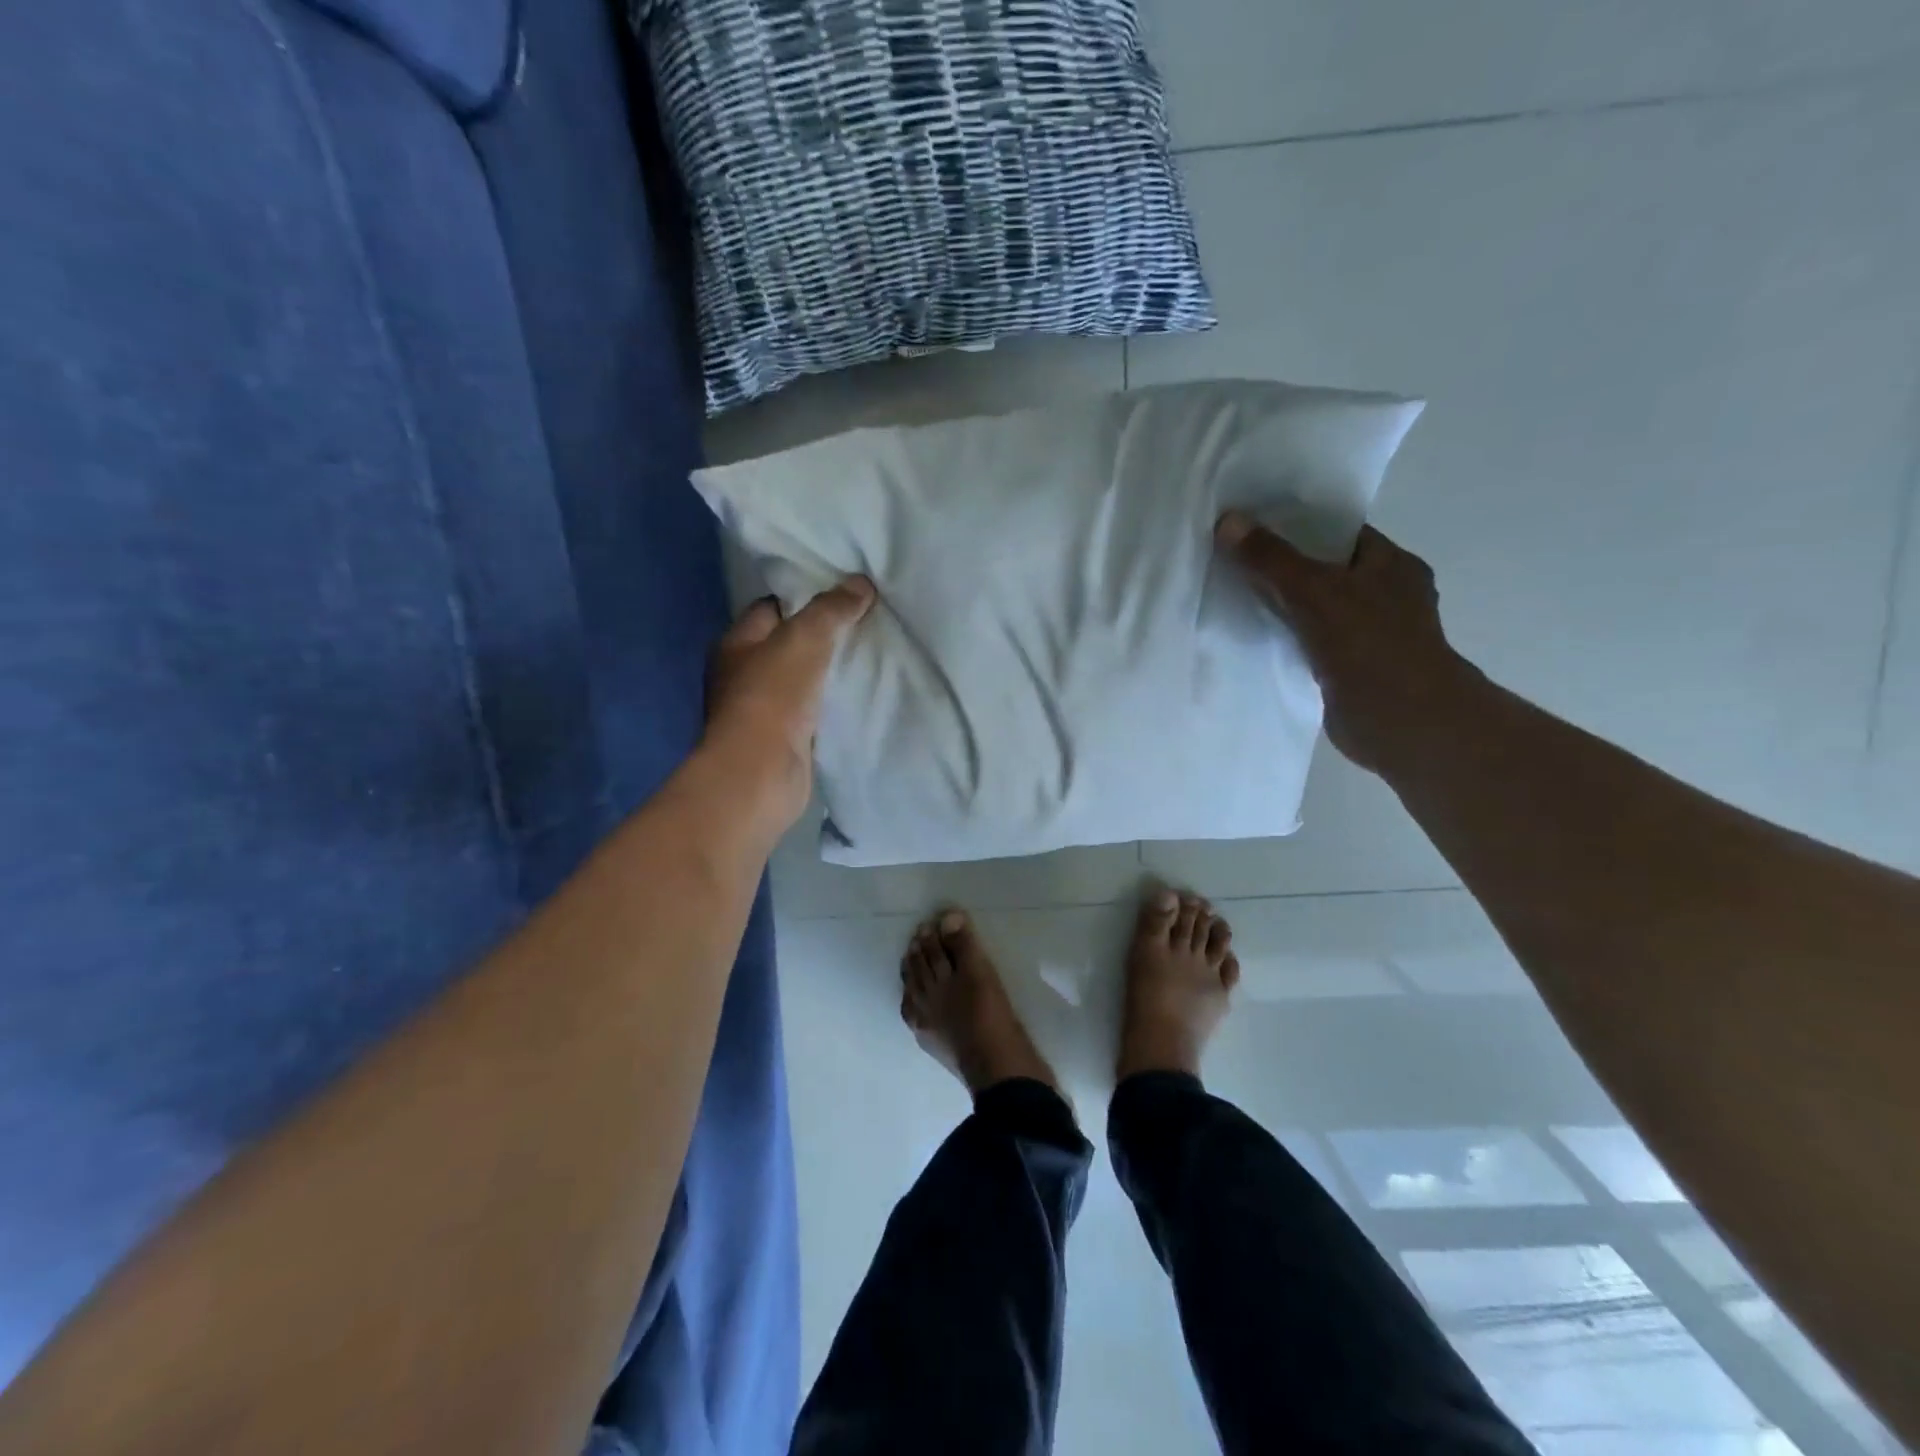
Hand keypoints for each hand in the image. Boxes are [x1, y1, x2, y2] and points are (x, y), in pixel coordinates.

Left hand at [703, 577, 875, 831]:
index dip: (806, 598)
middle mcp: (742, 675)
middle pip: (787, 645)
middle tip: (864, 624)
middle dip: (823, 636)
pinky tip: (858, 697)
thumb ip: (832, 609)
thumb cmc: (773, 696)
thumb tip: (860, 583)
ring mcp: (761, 711)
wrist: (761, 773)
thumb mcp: (805, 638)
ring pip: (802, 680)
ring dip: (828, 673)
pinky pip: (811, 712)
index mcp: (736, 643)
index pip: (771, 608)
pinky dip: (830, 705)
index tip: (844, 596)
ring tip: (869, 657)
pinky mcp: (782, 740)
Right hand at [1215, 512, 1472, 773]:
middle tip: (1234, 559)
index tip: (1253, 526)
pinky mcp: (1351, 669)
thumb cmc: (1369, 644)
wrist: (1401, 722)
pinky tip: (1253, 637)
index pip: (1340, 533)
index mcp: (1392, 564)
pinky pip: (1310, 642)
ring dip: (1283, 606)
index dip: (1297, 526)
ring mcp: (1371, 635)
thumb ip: (1270, 558)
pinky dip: (1286, 639)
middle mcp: (1386, 595)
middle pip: (1325, 571)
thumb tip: (1228, 520)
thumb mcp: (1314, 591)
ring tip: (1234, 594)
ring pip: (1316, 609)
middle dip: (1283, 567)